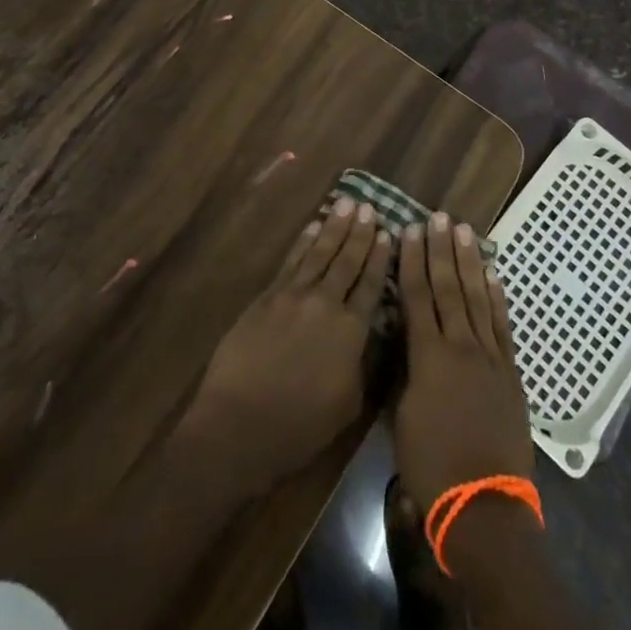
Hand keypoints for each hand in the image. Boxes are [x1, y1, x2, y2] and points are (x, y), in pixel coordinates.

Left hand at [178, 198, 392, 488]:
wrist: (241, 423)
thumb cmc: (300, 426)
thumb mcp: (350, 404)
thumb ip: (366, 363)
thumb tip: (376, 333)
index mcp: (350, 330)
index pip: (371, 284)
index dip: (380, 257)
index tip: (389, 232)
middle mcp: (325, 303)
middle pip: (347, 260)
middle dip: (360, 233)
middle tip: (370, 207)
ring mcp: (293, 295)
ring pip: (320, 252)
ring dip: (334, 226)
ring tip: (347, 203)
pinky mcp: (267, 296)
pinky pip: (292, 261)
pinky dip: (304, 241)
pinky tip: (313, 226)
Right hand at [392, 213, 533, 511]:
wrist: (483, 505)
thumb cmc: (431, 465)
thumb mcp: (400, 416)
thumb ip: (402, 370)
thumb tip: (401, 338)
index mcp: (428, 356)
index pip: (417, 296)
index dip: (411, 260)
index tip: (407, 230)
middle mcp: (460, 345)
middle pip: (448, 287)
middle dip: (440, 249)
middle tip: (436, 216)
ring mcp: (490, 356)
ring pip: (476, 297)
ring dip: (468, 262)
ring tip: (462, 230)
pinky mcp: (510, 371)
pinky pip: (502, 324)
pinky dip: (497, 296)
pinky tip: (492, 273)